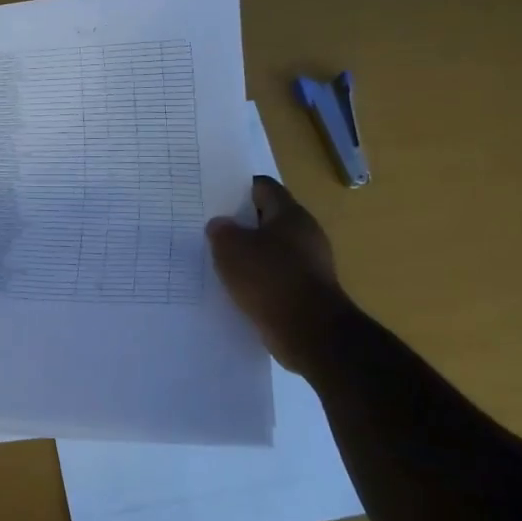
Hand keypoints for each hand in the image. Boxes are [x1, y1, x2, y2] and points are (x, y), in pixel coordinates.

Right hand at [206, 177, 354, 371]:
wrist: (310, 332)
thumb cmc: (269, 278)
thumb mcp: (231, 248)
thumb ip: (221, 230)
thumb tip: (221, 225)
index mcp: (290, 214)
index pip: (262, 187)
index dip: (237, 189)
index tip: (214, 198)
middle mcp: (305, 234)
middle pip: (267, 219)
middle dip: (241, 224)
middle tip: (211, 230)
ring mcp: (309, 264)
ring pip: (271, 250)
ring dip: (249, 255)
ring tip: (219, 261)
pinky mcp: (307, 291)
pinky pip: (276, 277)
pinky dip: (258, 280)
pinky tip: (238, 289)